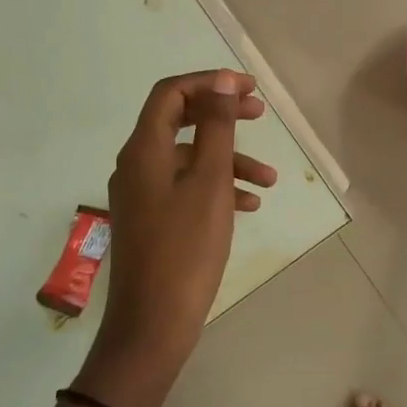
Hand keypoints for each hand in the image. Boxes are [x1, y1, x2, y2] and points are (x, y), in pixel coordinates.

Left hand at [77, 70, 276, 406]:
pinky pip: (186, 188)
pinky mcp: (151, 219)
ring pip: (190, 159)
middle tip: (261, 113)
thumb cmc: (186, 249)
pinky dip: (217, 187)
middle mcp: (137, 165)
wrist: (152, 324)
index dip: (210, 83)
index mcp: (144, 150)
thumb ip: (218, 127)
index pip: (171, 93)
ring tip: (269, 179)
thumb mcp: (210, 182)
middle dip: (222, 115)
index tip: (250, 89)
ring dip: (229, 160)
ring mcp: (142, 194)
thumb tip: (221, 81)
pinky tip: (248, 206)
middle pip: (181, 120)